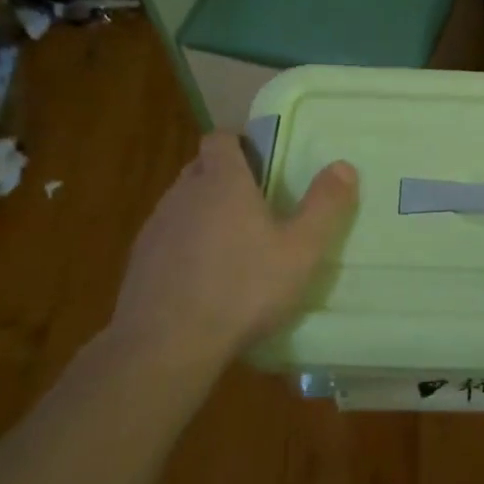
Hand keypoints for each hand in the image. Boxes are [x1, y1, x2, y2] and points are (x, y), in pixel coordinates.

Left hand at [112, 132, 357, 363]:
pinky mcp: (139, 262)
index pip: (220, 138)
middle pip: (201, 168)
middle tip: (257, 205)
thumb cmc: (243, 289)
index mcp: (222, 182)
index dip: (239, 143)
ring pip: (183, 204)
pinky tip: (205, 279)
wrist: (166, 346)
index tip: (261, 161)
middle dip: (225, 177)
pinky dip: (186, 246)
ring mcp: (156, 228)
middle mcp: (183, 194)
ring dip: (205, 213)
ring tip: (234, 246)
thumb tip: (344, 166)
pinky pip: (168, 238)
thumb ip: (324, 205)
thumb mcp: (301, 250)